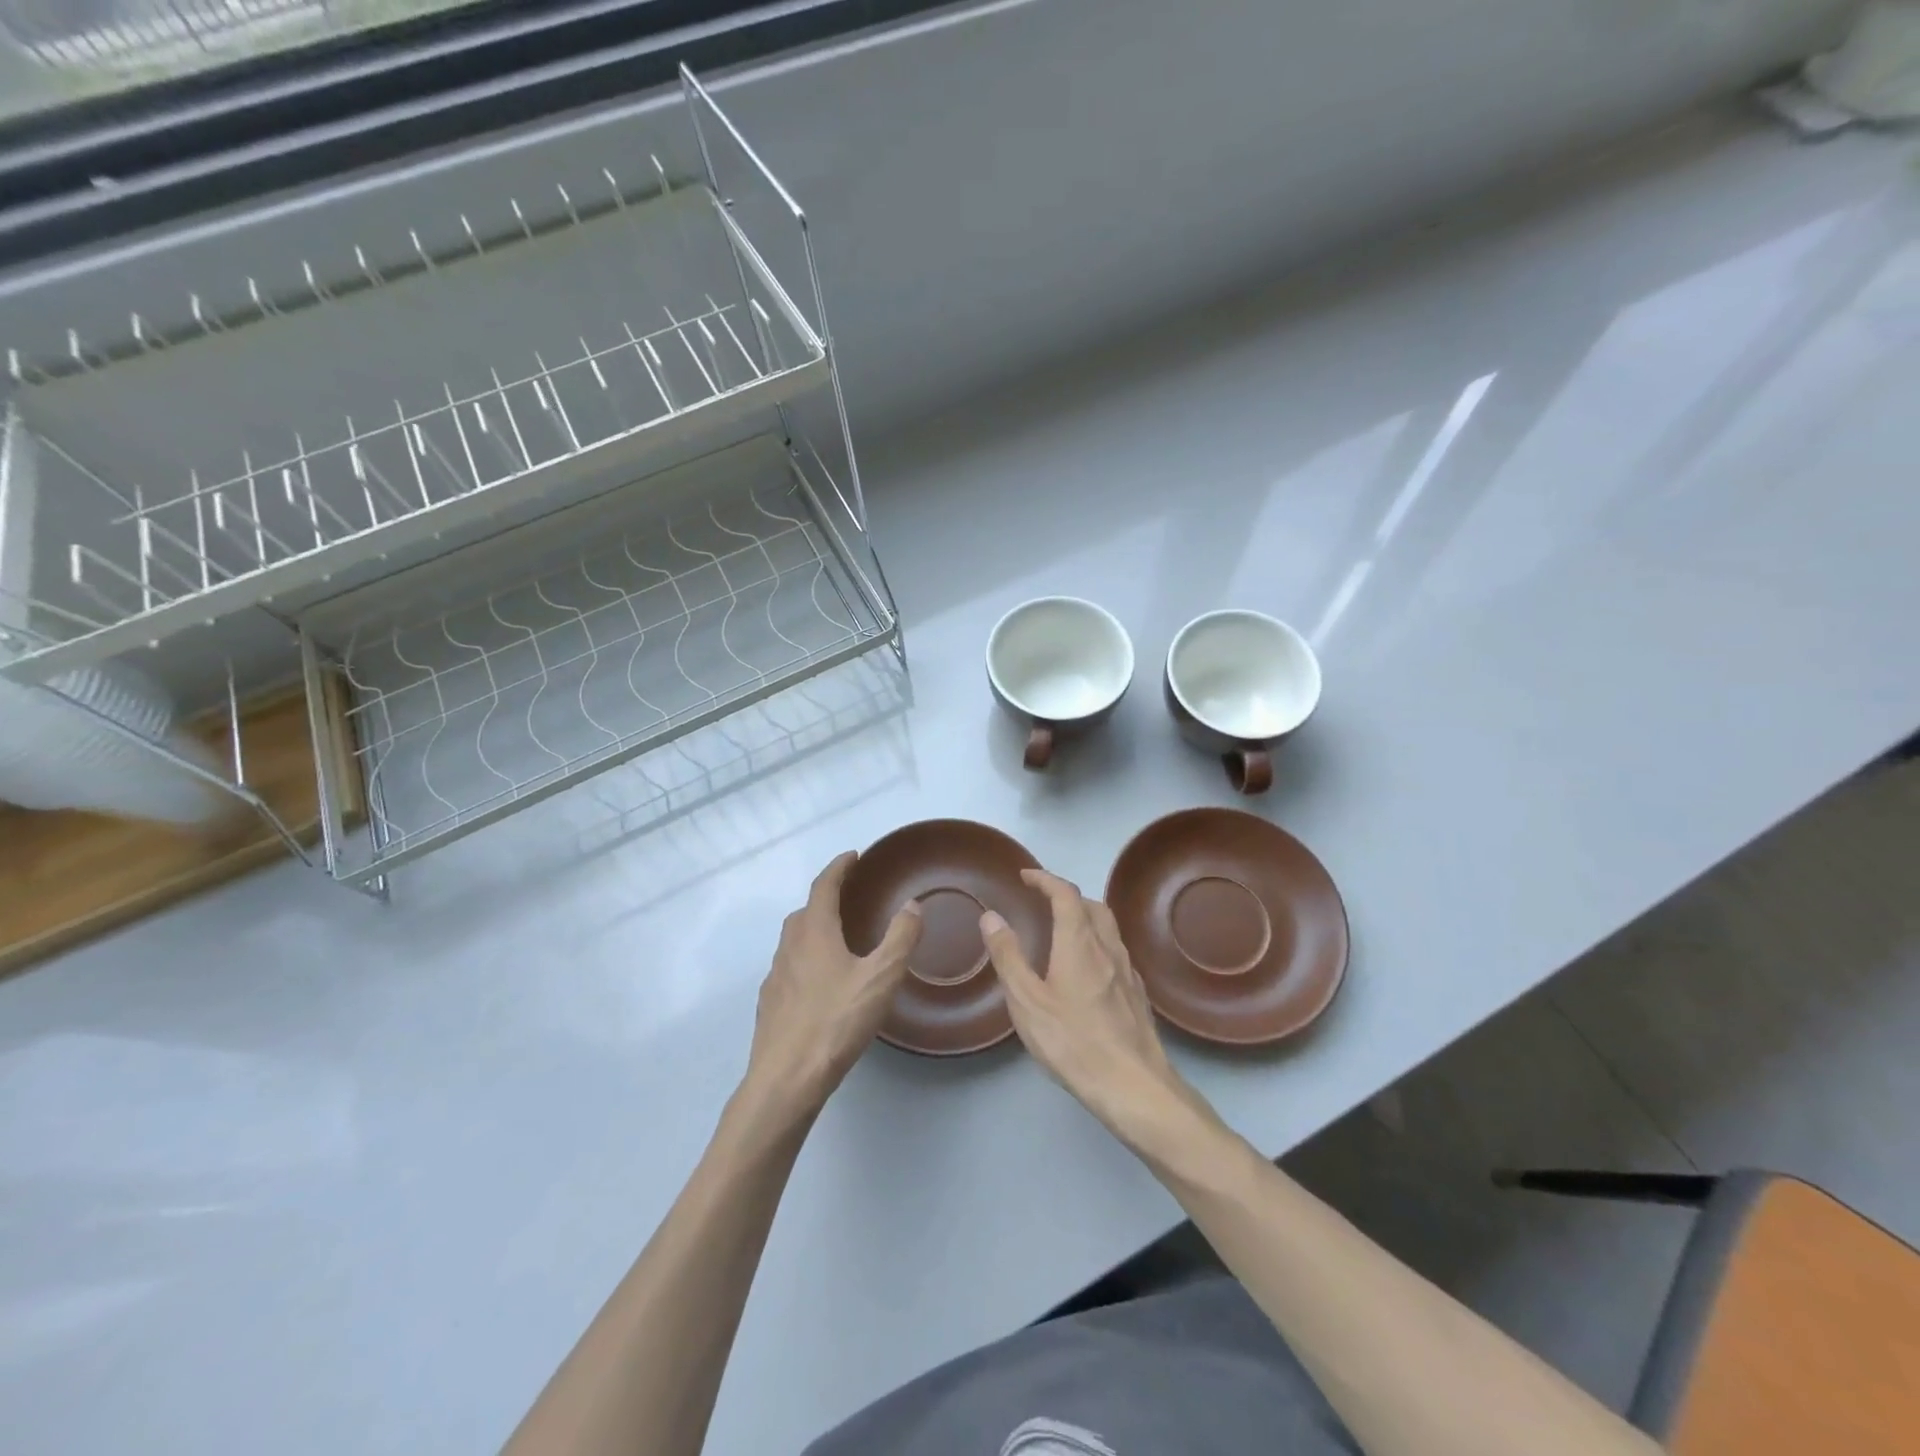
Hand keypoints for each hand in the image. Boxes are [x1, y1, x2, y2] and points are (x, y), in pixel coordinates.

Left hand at [743, 851, 922, 1116]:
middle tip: (850, 898)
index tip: (853, 856)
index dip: (839, 867)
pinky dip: (806, 961)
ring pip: (794, 941)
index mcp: (814, 932)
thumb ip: (900, 938)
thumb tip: (912, 905)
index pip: (824, 886)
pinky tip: (822, 984)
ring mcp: (775, 976)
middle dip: (826, 898)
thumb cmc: (836, 1021)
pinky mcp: (770, 1004)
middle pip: (805, 911)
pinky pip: (790, 968)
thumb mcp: (881, 977)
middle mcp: (789, 947)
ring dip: (814, 930)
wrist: (786, 1078)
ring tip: (839, 940)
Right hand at [980, 870, 1199, 1142]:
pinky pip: (1116, 952)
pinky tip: (1087, 969)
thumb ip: (1008, 956)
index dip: (1045, 879)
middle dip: (1066, 895)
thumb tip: (991, 916)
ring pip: (1108, 928)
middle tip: (1043, 901)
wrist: (1134, 1085)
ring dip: (1084, 917)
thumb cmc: (1073, 1041)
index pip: (1065, 894)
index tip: (1026, 875)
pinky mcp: (1137, 994)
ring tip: (1062, 930)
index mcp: (1079, 942)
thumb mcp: (1027, 1001)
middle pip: (1091, 905)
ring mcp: (1127, 971)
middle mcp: (1108, 947)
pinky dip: (1097, 943)